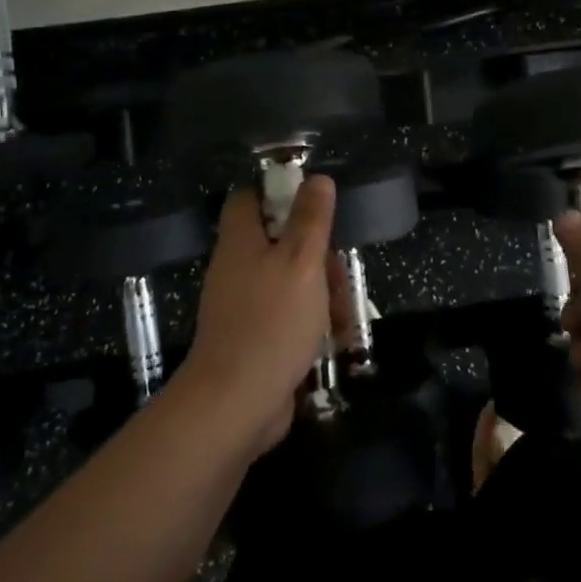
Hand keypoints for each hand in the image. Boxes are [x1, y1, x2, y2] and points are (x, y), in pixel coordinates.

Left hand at [178, 176, 336, 453]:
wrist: (236, 403)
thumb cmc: (272, 321)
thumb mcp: (301, 261)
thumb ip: (310, 220)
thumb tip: (317, 178)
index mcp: (240, 242)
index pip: (248, 199)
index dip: (278, 192)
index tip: (313, 203)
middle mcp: (235, 269)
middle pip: (276, 242)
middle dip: (313, 253)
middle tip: (338, 269)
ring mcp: (242, 307)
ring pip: (286, 281)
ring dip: (318, 291)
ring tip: (344, 312)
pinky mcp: (252, 339)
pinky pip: (285, 317)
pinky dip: (309, 322)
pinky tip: (334, 338)